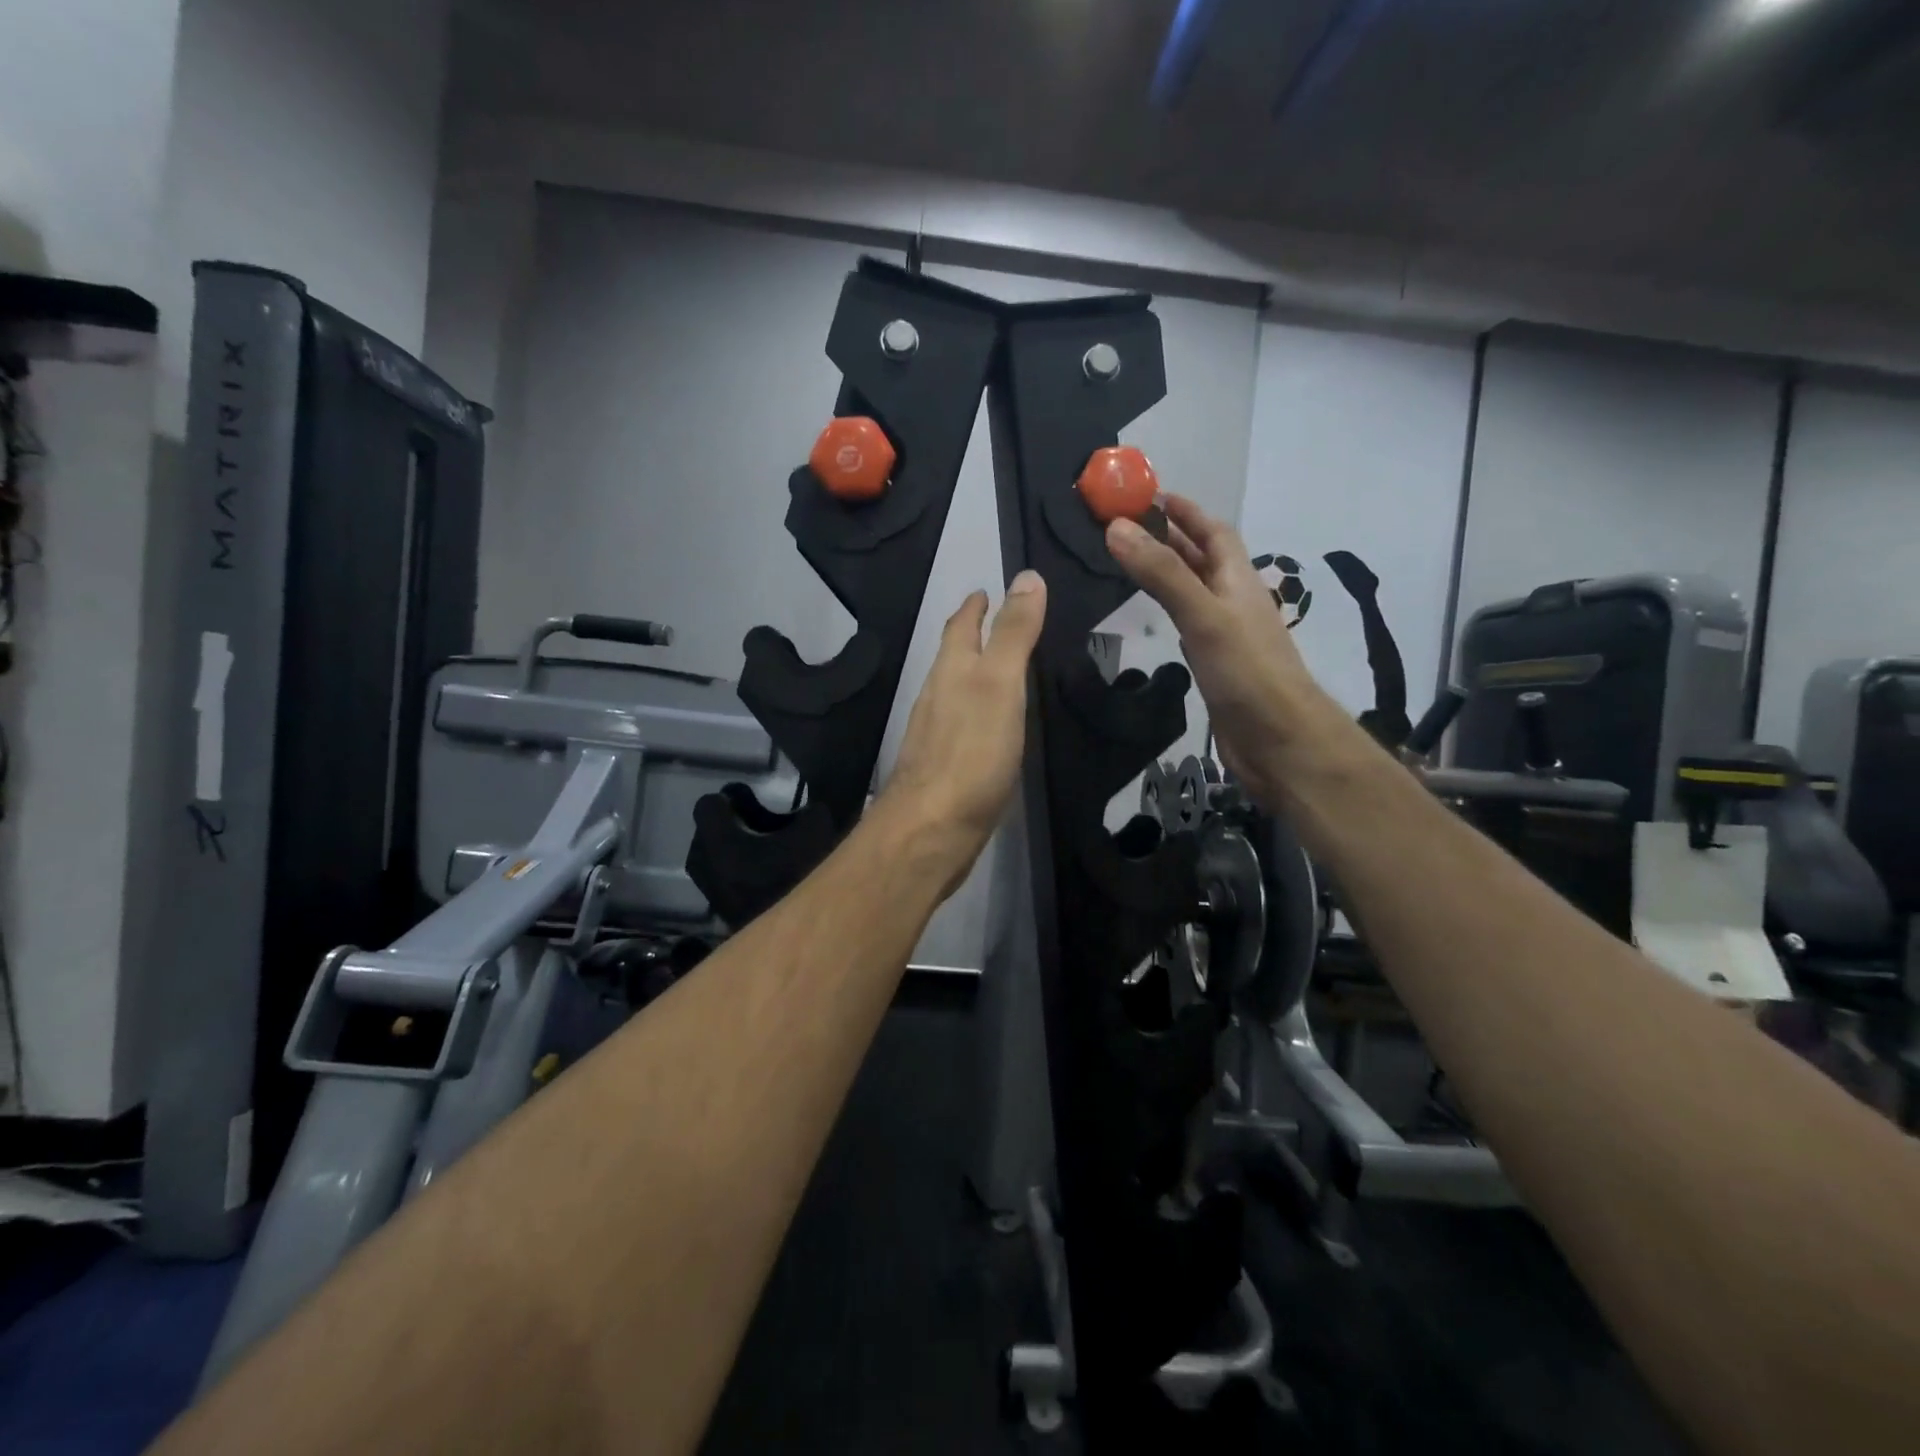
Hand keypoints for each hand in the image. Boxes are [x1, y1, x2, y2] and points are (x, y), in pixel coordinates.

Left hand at [880, 570, 1047, 888]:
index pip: (961, 626)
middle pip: (953, 656)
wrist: (933, 829)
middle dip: (972, 635)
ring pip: (955, 691)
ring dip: (973, 673)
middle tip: (996, 621)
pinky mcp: (944, 768)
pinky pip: (962, 726)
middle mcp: (937, 696)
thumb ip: (1014, 634)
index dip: (975, 605)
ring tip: (1000, 668)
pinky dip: (977, 711)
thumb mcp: (1000, 684)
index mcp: (951, 671)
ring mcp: (937, 734)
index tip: (986, 590)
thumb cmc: (971, 752)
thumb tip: (1027, 576)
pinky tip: (991, 725)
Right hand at [1105, 495, 1334, 808]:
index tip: (1149, 495)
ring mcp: (1227, 636)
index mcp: (1237, 580)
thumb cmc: (1246, 671)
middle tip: (1126, 526)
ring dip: (1170, 573)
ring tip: (1133, 563)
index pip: (1213, 532)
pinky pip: (1191, 626)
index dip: (1185, 511)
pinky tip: (1157, 618)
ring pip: (1196, 592)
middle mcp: (1234, 601)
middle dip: (1170, 538)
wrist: (1279, 740)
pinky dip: (1171, 611)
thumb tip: (1116, 527)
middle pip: (1203, 559)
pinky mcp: (1217, 666)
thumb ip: (1162, 573)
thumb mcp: (1202, 614)